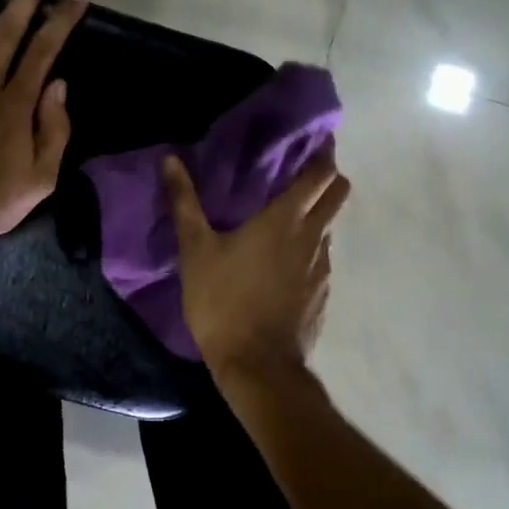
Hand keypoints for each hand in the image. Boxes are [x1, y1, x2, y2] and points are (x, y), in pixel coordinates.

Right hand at [162, 147, 350, 391]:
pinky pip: (321, 258)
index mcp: (287, 219)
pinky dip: (309, 248)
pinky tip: (282, 261)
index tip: (313, 140)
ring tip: (285, 216)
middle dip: (327, 177)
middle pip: (338, 193)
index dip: (322, 153)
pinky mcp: (322, 294)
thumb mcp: (195, 250)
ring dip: (316, 214)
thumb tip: (170, 159)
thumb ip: (184, 202)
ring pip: (329, 227)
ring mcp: (323, 268)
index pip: (321, 173)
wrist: (258, 368)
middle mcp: (314, 237)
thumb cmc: (224, 301)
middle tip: (300, 172)